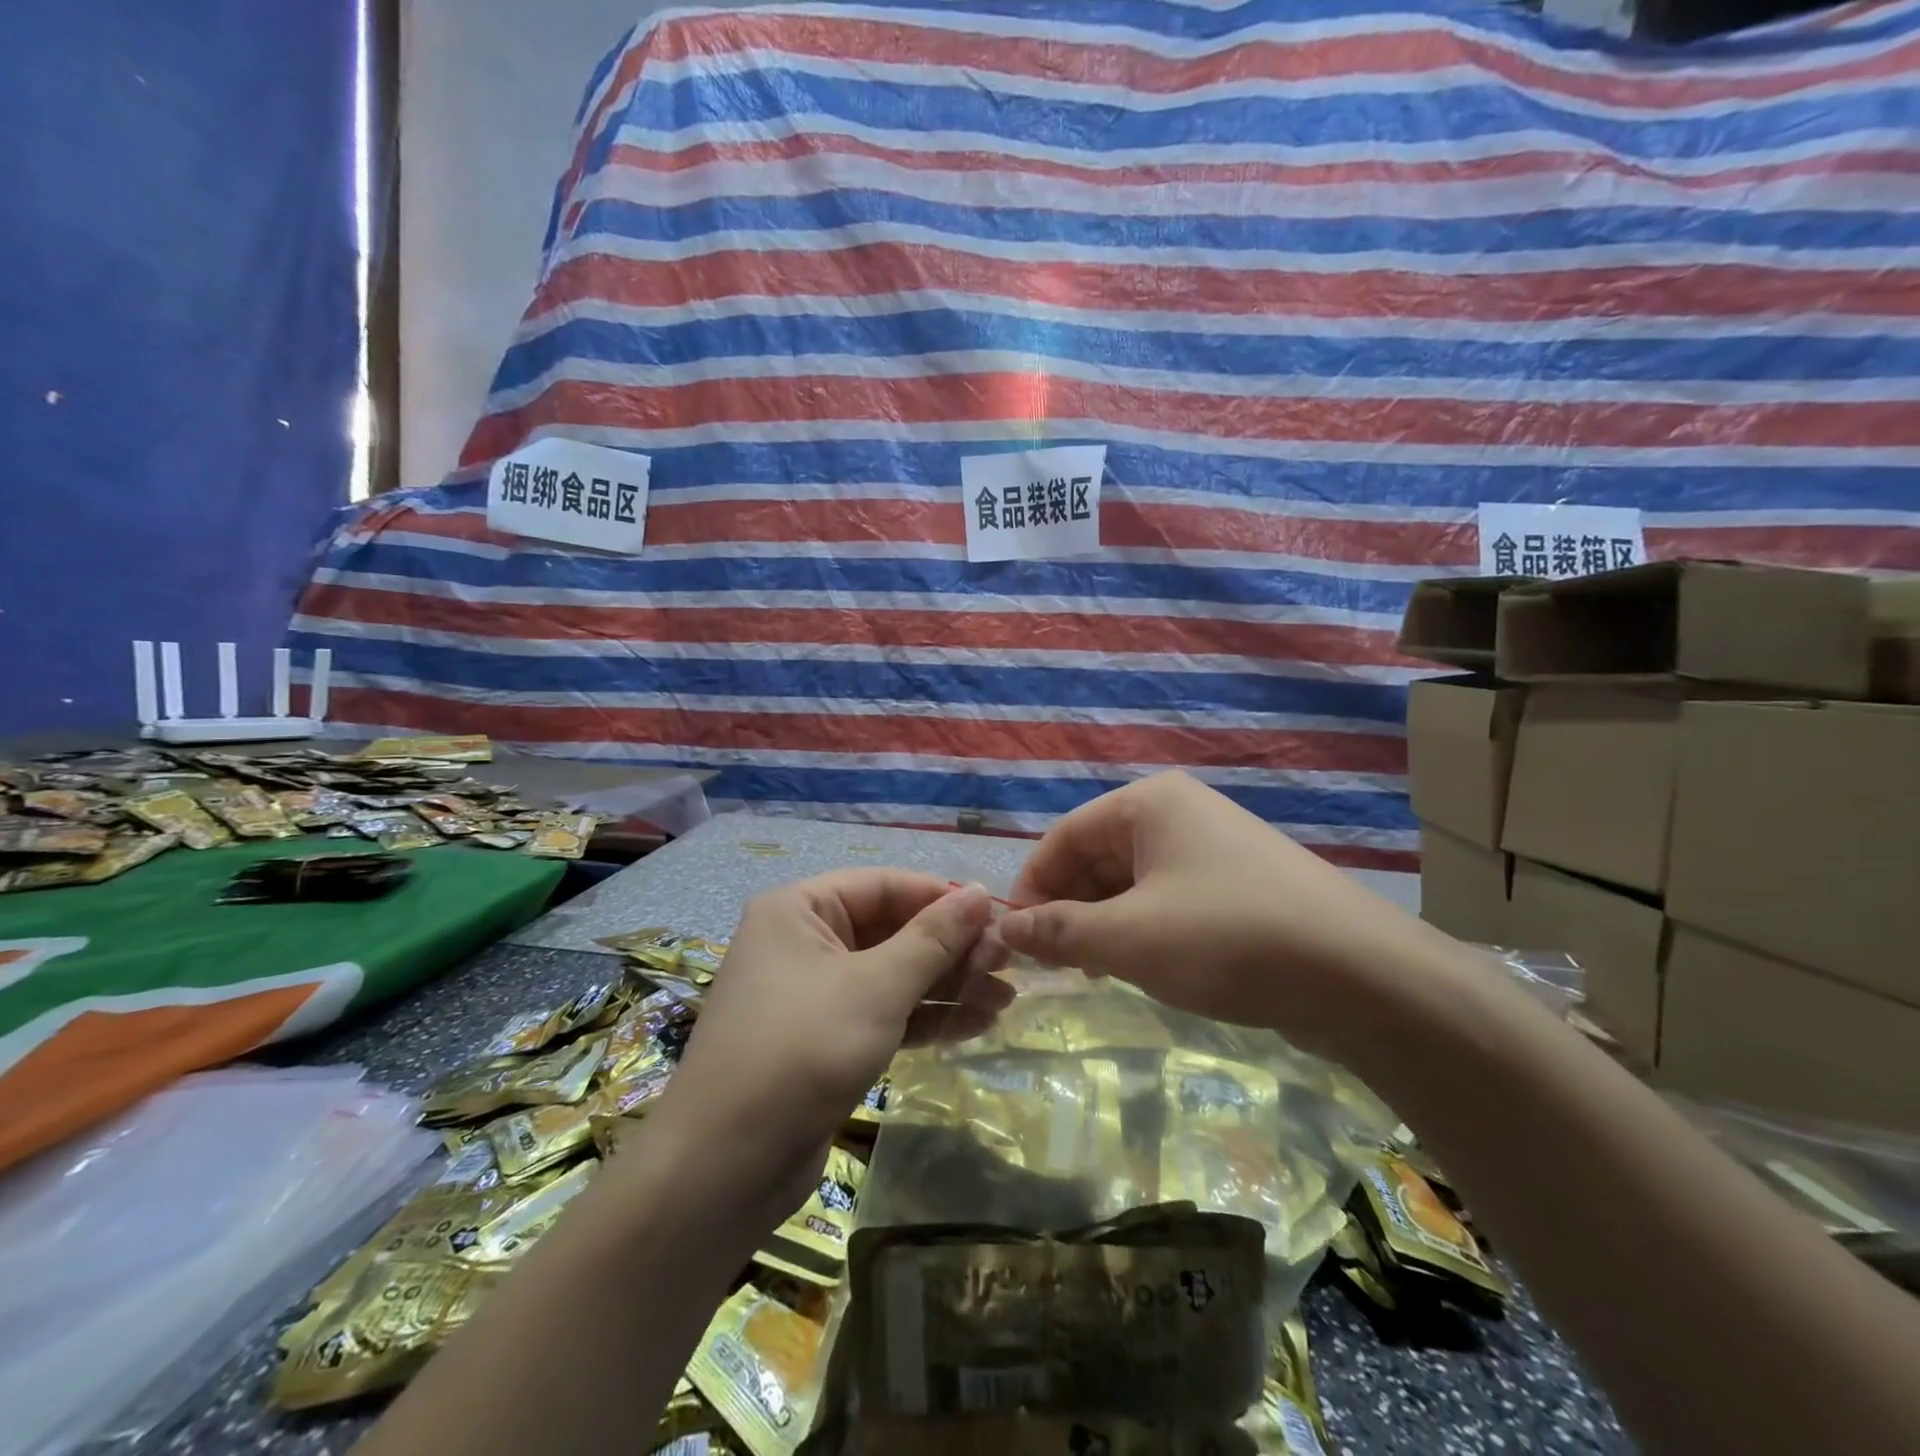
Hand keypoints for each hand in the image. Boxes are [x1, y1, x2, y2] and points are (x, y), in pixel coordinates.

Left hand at [652, 870, 1008, 1217]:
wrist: (726, 1168)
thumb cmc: (802, 1049)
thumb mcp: (876, 987)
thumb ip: (934, 938)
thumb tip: (983, 891)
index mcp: (800, 909)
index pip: (885, 885)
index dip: (943, 899)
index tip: (999, 917)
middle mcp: (804, 942)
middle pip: (891, 931)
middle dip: (951, 950)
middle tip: (1009, 965)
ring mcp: (814, 994)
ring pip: (892, 976)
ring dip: (947, 986)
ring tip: (1006, 999)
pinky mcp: (825, 1041)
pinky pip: (883, 1014)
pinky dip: (924, 1018)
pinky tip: (975, 1024)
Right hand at [996, 772, 1433, 1057]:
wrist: (1363, 975)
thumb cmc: (1227, 938)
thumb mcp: (1129, 938)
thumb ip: (1059, 931)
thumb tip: (1005, 927)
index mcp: (1148, 803)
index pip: (1064, 835)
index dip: (1032, 885)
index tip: (1015, 938)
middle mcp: (1179, 812)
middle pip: (1097, 855)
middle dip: (1069, 906)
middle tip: (1053, 963)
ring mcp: (1213, 847)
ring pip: (1132, 880)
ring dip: (1103, 922)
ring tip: (1092, 970)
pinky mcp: (1239, 884)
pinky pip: (1169, 898)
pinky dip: (1143, 928)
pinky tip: (1140, 966)